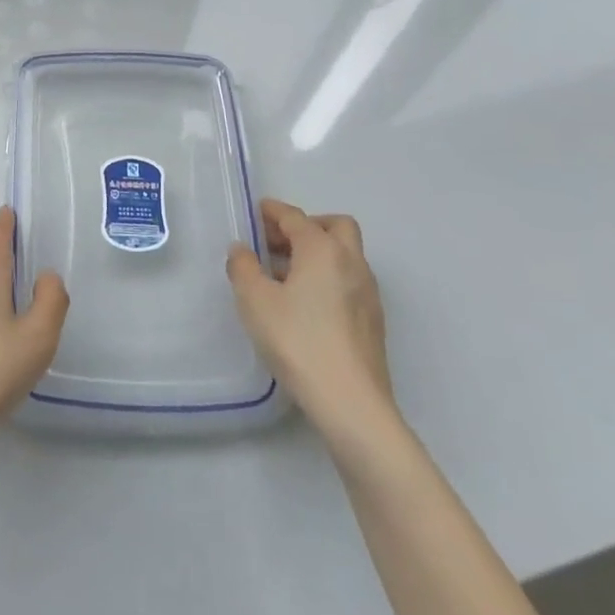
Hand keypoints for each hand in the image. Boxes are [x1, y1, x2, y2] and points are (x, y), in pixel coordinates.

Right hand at [227, 199, 395, 442]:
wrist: (351, 402)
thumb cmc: (298, 341)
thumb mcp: (255, 301)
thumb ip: (243, 268)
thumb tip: (242, 250)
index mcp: (322, 249)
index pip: (295, 217)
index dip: (273, 212)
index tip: (255, 213)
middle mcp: (351, 262)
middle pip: (334, 226)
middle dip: (306, 226)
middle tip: (276, 242)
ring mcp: (367, 292)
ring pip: (345, 254)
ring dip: (318, 252)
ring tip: (285, 274)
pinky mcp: (373, 320)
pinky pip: (349, 280)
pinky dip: (328, 276)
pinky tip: (306, 303)